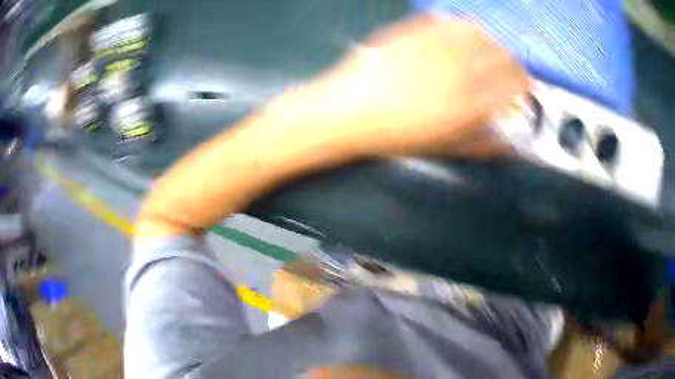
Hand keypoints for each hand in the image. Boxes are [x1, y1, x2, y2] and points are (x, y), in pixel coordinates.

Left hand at [308, 15, 529, 156]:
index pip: (513, 86)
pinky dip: (463, 26)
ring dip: (492, 41)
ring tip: (491, 49)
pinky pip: (448, 21)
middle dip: (514, 62)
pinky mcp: (413, 31)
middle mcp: (457, 70)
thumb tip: (509, 145)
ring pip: (479, 33)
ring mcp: (434, 46)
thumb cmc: (394, 135)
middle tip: (511, 68)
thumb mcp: (442, 148)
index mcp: (468, 104)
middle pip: (502, 56)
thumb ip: (481, 145)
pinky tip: (464, 33)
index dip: (525, 84)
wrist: (347, 111)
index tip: (526, 86)